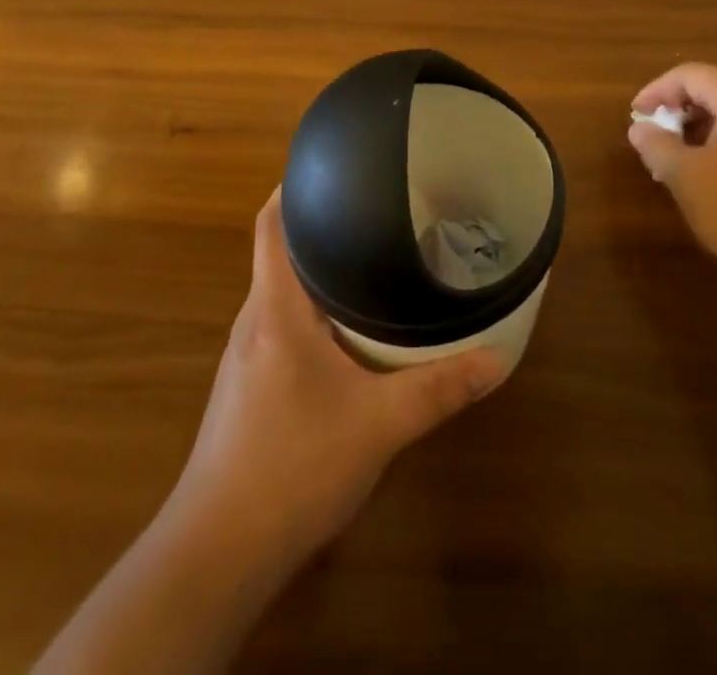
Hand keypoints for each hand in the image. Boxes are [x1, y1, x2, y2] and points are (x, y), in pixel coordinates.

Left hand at [168, 190, 510, 571]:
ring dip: (315, 273)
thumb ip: (437, 389)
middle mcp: (253, 320)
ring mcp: (243, 355)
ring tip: (365, 261)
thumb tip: (497, 360)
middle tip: (373, 212)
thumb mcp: (378, 425)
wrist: (219, 549)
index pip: (270, 225)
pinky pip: (278, 326)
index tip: (332, 168)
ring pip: (279, 292)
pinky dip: (308, 312)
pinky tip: (342, 333)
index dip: (293, 189)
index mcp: (275, 307)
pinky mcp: (245, 386)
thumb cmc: (293, 464)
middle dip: (320, 228)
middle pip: (278, 252)